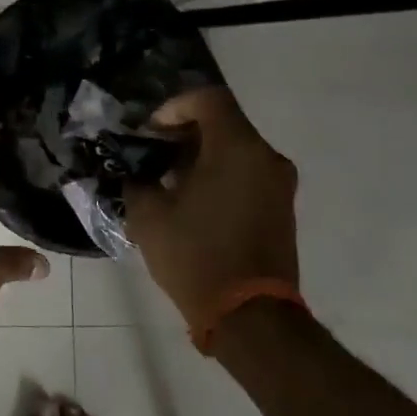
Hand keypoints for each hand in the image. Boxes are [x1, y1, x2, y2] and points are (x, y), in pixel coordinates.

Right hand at [123, 87, 297, 319]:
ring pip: (236, 149)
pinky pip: (246, 173)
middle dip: (184, 132)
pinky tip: (191, 200)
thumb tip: (135, 171)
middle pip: (224, 122)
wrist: (250, 317)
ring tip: (167, 179)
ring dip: (201, 155)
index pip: (209, 99)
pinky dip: (219, 174)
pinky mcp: (281, 208)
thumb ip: (138, 181)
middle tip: (151, 153)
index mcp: (237, 149)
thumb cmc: (196, 256)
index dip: (174, 106)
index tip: (150, 131)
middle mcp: (266, 157)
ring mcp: (279, 184)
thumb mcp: (148, 216)